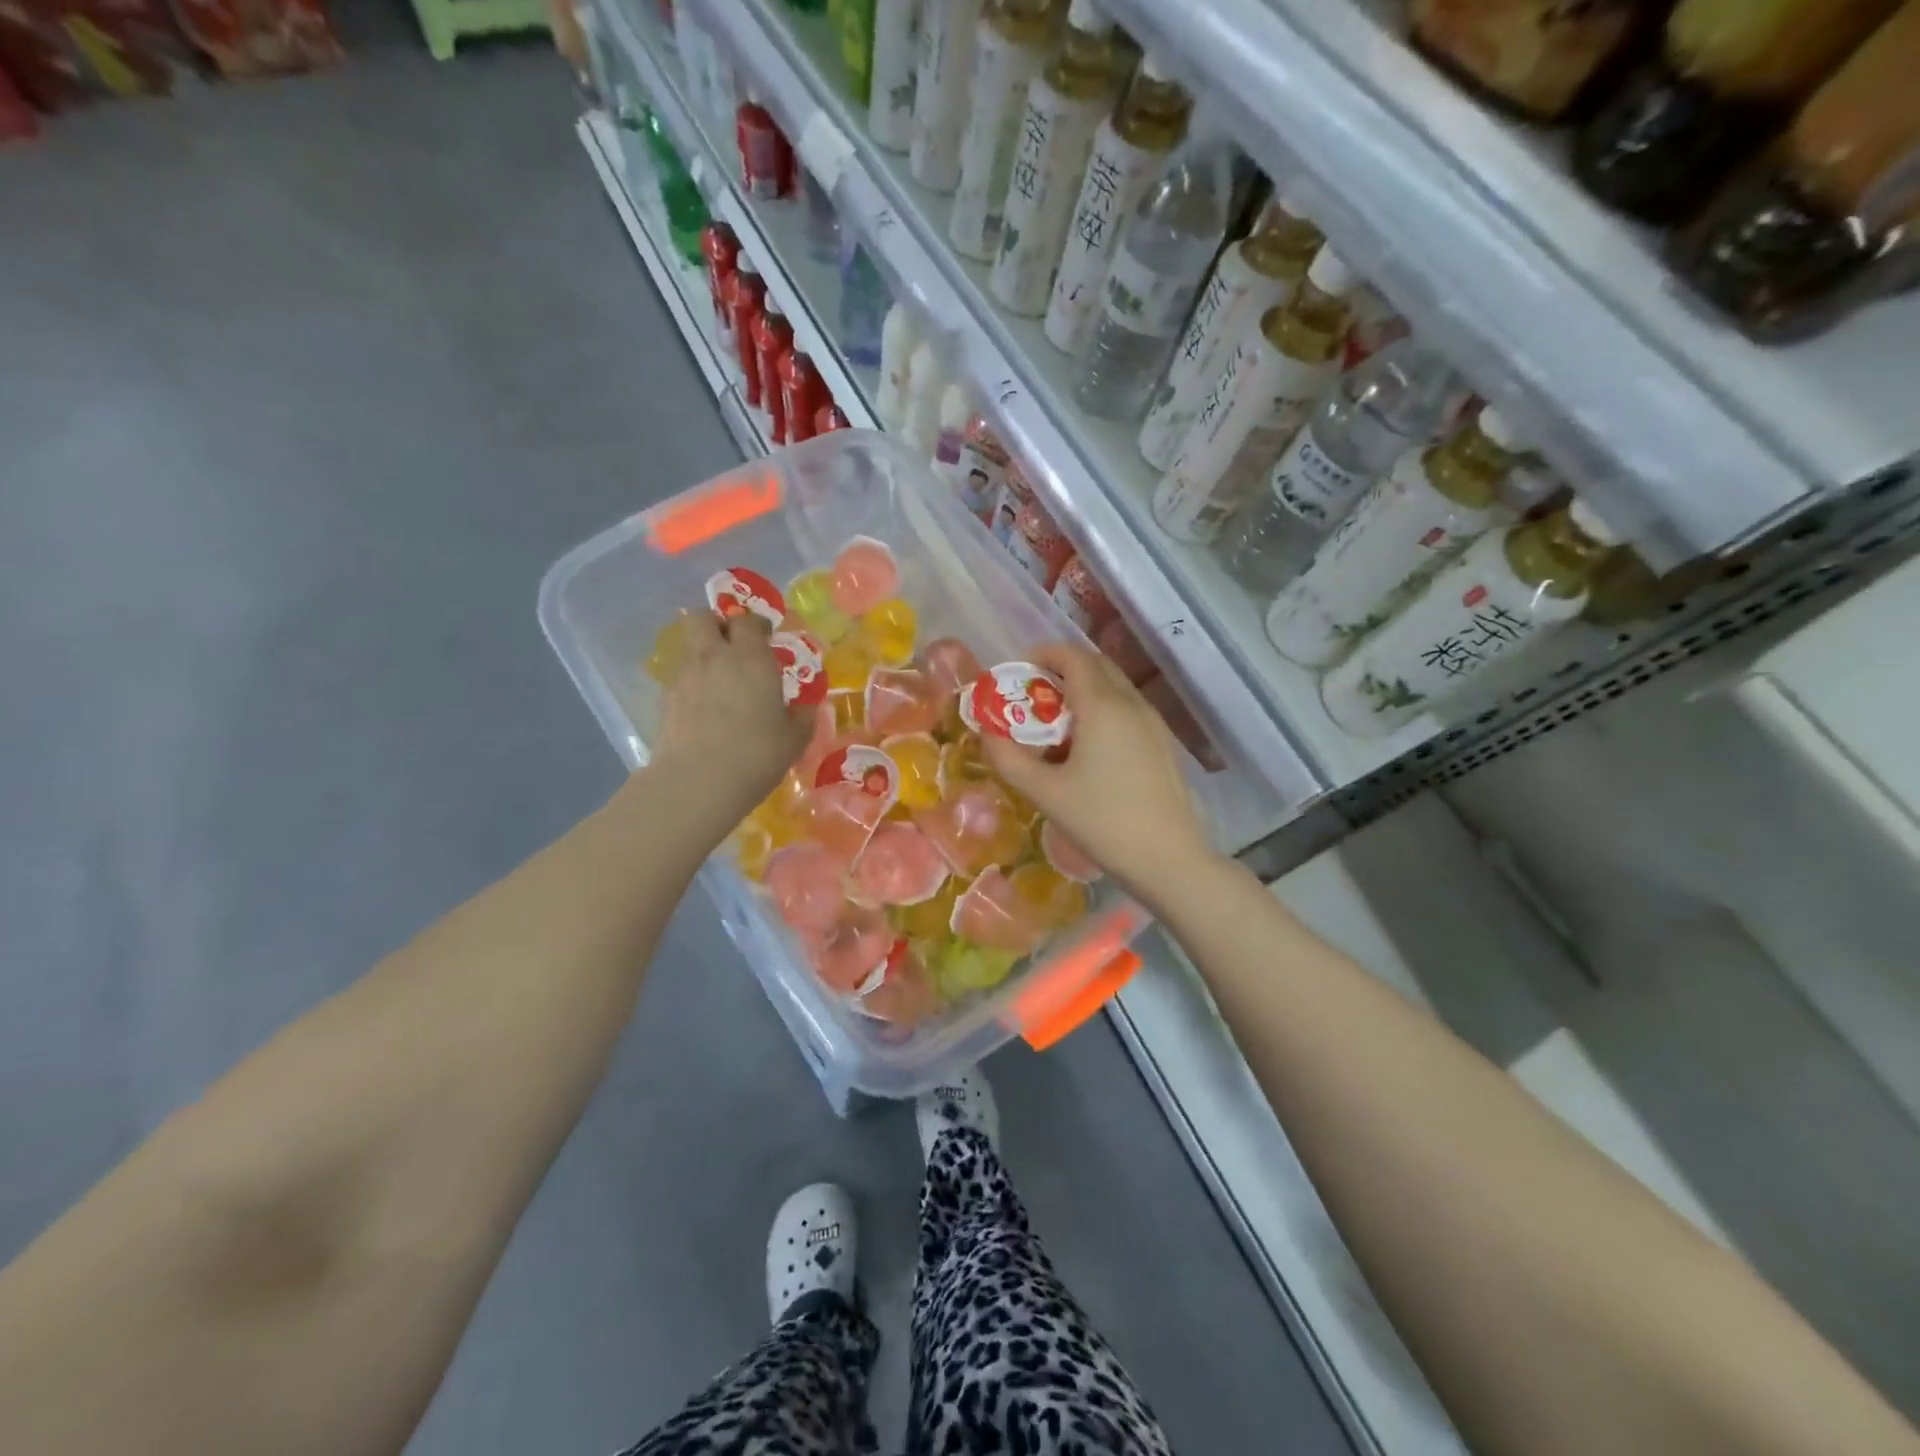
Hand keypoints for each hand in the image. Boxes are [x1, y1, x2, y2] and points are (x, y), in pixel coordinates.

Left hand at [648, 611, 813, 837]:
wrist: (697, 783)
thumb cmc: (756, 755)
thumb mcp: (794, 739)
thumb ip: (803, 716)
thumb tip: (808, 706)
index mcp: (751, 658)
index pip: (748, 620)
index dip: (756, 625)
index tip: (766, 638)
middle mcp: (715, 657)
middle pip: (704, 618)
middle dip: (718, 624)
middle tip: (734, 646)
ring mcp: (686, 676)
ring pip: (690, 647)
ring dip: (704, 654)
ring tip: (720, 682)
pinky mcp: (666, 700)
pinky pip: (681, 678)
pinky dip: (693, 684)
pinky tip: (704, 711)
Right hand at [981, 643, 1219, 902]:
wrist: (1170, 859)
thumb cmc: (1103, 822)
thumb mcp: (1045, 793)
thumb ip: (1009, 759)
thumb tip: (986, 734)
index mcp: (1102, 706)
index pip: (1072, 656)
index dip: (1043, 654)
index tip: (1018, 670)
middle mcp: (1131, 703)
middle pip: (1096, 665)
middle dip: (1061, 670)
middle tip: (1033, 696)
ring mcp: (1153, 722)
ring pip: (1114, 687)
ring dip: (1083, 690)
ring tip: (1056, 725)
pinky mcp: (1163, 743)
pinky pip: (1128, 710)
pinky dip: (1102, 710)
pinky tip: (1088, 749)